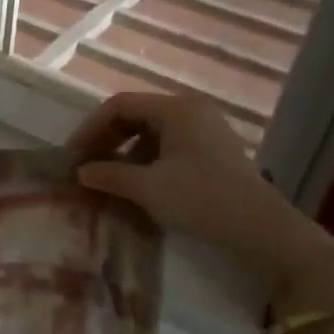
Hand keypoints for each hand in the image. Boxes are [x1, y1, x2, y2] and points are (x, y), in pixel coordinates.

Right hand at [68, 92, 333, 309]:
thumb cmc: (201, 199)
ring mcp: (204, 129)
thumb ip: (109, 175)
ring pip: (150, 131)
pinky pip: (167, 144)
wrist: (259, 227)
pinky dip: (145, 159)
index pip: (120, 105)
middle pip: (135, 114)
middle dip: (106, 139)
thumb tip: (81, 172)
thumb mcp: (148, 188)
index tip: (73, 156)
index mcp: (176, 109)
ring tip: (107, 177)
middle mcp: (191, 110)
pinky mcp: (211, 149)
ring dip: (124, 151)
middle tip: (86, 166)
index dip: (91, 129)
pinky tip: (136, 182)